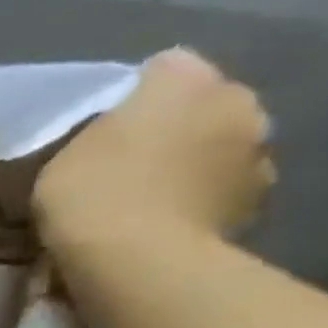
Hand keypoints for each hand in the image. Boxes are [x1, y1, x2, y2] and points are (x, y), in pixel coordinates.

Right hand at [34, 48, 273, 252]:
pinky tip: (167, 223)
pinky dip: (202, 200)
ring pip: (219, 148)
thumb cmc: (91, 192)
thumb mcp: (67, 149)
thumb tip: (123, 129)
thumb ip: (104, 128)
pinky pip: (222, 190)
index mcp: (188, 79)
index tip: (104, 127)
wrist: (137, 259)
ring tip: (149, 198)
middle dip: (176, 127)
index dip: (133, 95)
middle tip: (129, 162)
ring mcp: (259, 154)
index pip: (163, 68)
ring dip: (194, 164)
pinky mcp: (259, 203)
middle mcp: (239, 102)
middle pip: (203, 106)